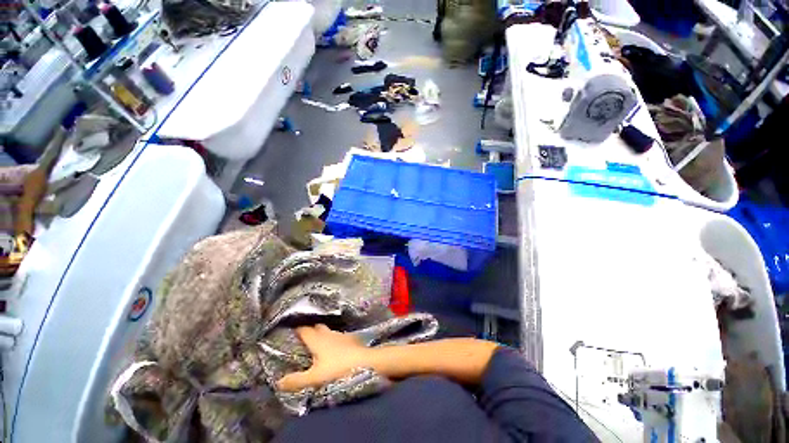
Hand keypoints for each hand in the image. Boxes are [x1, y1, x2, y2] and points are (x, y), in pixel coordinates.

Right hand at [278, 324, 370, 391]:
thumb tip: (277, 382)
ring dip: (323, 335)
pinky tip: (336, 348)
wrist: (366, 362)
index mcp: (318, 340)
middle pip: (317, 327)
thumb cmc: (338, 369)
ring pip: (329, 331)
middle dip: (311, 329)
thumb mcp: (315, 378)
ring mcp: (342, 335)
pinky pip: (340, 337)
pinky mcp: (352, 339)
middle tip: (304, 337)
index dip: (297, 329)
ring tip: (319, 343)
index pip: (304, 330)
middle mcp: (329, 334)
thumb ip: (296, 380)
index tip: (290, 329)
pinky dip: (335, 340)